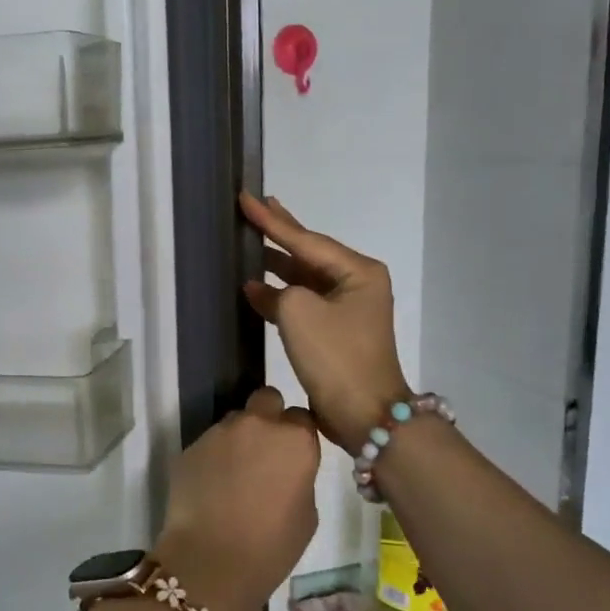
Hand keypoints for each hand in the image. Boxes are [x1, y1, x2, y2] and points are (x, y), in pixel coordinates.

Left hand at [152, 386, 319, 610]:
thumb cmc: (271, 545)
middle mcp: (257, 424)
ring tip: (234, 474)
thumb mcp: (307, 513)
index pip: (302, 416)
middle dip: (268, 417)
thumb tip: (286, 468)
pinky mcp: (190, 446)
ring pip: (234, 420)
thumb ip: (299, 475)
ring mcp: (219, 432)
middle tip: (265, 450)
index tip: (294, 452)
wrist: (212, 560)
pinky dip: (214, 457)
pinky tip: (212, 486)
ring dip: (238, 437)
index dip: (298, 433)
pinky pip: (209, 443)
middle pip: (266, 400)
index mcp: (294, 439)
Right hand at [240, 192, 409, 450]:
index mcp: (357, 271)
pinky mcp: (334, 332)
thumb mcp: (298, 312)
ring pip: (304, 278)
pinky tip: (254, 287)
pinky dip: (278, 295)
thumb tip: (260, 288)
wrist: (364, 413)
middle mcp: (356, 284)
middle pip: (309, 252)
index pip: (306, 239)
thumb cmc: (335, 355)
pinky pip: (302, 302)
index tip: (246, 197)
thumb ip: (275, 291)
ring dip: (276, 265)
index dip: (272, 220)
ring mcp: (346, 309)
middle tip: (256, 206)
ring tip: (251, 241)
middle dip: (280, 232)